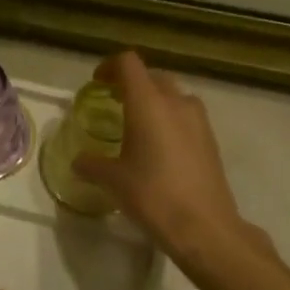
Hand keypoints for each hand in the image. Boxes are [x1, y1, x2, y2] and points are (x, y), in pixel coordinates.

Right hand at [73, 51, 266, 262]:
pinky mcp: (210, 139)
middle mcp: (176, 102)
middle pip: (152, 76)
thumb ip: (92, 164)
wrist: (204, 226)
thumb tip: (78, 161)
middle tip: (114, 102)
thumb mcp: (113, 180)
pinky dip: (170, 120)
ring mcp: (198, 119)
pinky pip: (186, 116)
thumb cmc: (152, 195)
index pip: (128, 63)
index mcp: (148, 102)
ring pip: (173, 95)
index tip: (97, 82)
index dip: (110, 66)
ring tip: (138, 125)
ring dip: (154, 101)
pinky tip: (159, 148)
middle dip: (132, 83)